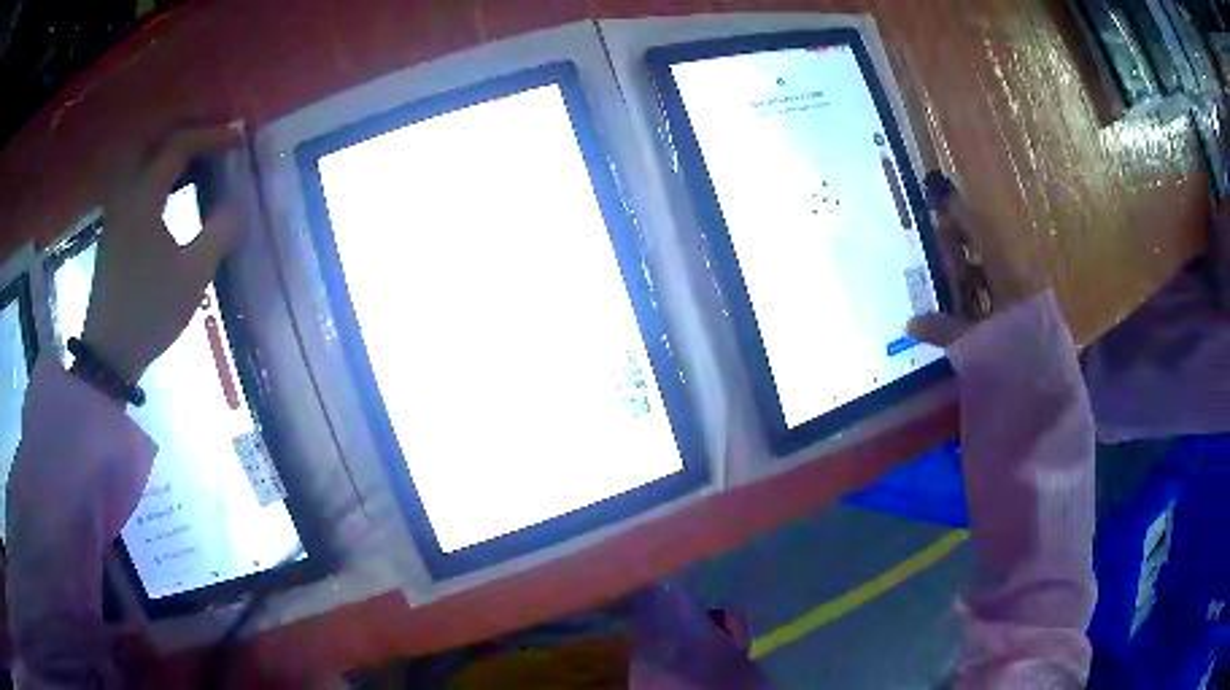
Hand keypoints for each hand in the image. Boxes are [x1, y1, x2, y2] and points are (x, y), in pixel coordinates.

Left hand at [80, 124, 245, 381]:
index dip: (212, 135)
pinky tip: (170, 187)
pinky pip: (136, 180)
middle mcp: (126, 194)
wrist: (109, 353)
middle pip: (153, 140)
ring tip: (194, 157)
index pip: (179, 146)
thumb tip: (235, 207)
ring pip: (141, 159)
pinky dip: (156, 170)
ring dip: (168, 150)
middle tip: (211, 136)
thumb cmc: (149, 312)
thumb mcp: (192, 277)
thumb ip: (218, 234)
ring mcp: (116, 211)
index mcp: (144, 198)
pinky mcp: (113, 229)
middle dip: (185, 130)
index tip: (239, 139)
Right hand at [908, 172, 1045, 346]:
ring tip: (947, 265)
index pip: (983, 232)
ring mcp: (1024, 299)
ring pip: (994, 272)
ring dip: (971, 267)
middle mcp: (1019, 278)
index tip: (940, 195)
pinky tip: (967, 302)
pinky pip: (1000, 294)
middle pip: (987, 248)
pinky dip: (982, 292)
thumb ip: (945, 329)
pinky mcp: (1027, 318)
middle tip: (937, 230)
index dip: (960, 213)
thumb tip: (910, 321)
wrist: (1051, 395)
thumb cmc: (1017, 358)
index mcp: (1010, 275)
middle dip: (962, 239)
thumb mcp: (978, 343)